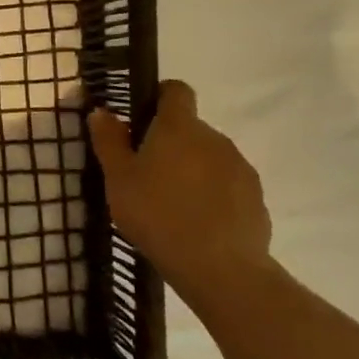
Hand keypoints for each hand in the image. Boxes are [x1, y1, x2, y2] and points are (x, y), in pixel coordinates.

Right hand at [88, 79, 273, 305]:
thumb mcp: (118, 179)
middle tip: (146, 175)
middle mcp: (213, 137)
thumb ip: (109, 141)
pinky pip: (228, 185)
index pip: (176, 90)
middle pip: (190, 128)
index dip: (159, 98)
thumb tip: (102, 111)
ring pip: (209, 157)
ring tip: (173, 205)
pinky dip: (213, 195)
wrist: (220, 268)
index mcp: (178, 126)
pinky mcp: (256, 197)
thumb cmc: (157, 214)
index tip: (142, 121)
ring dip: (192, 170)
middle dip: (171, 144)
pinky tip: (198, 224)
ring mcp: (239, 167)